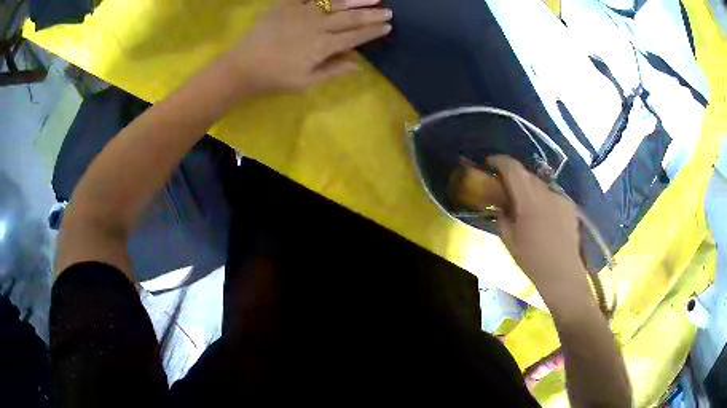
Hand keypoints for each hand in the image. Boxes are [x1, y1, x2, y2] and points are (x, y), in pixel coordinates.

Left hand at [224, 0, 391, 94]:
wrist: (243, 66)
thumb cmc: (274, 78)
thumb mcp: (305, 82)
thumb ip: (333, 70)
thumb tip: (359, 64)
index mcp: (323, 46)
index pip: (355, 36)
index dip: (373, 31)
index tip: (388, 27)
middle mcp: (317, 26)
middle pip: (350, 18)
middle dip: (372, 15)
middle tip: (389, 11)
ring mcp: (302, 12)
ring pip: (335, 3)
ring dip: (356, 0)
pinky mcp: (286, 5)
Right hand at [487, 155, 588, 302]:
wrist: (562, 273)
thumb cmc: (532, 260)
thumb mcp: (509, 240)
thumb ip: (501, 216)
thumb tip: (499, 204)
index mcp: (528, 199)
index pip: (512, 168)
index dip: (499, 161)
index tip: (489, 163)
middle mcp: (546, 192)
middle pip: (526, 174)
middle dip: (513, 176)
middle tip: (504, 188)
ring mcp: (560, 198)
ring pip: (539, 184)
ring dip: (529, 188)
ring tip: (524, 205)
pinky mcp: (569, 205)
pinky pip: (551, 195)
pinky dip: (542, 198)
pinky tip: (542, 215)